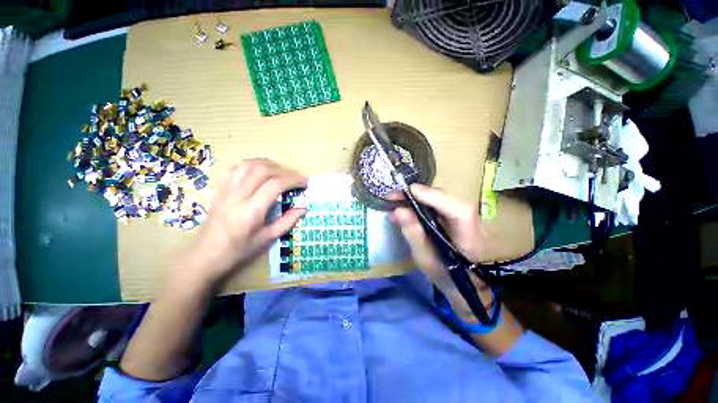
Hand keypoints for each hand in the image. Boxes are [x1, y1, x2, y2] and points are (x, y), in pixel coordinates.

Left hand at [182, 159, 306, 289]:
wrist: (205, 254)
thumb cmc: (239, 250)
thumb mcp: (268, 238)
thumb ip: (287, 221)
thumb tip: (303, 207)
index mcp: (251, 211)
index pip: (275, 185)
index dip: (293, 180)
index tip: (304, 183)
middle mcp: (237, 196)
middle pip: (263, 170)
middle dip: (284, 170)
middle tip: (294, 178)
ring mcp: (225, 190)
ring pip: (248, 164)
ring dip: (268, 164)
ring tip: (280, 171)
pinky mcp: (219, 189)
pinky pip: (236, 168)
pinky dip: (252, 165)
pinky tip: (260, 171)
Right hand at [392, 184, 493, 321]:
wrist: (467, 284)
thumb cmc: (446, 276)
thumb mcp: (426, 259)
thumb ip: (414, 234)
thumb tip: (398, 210)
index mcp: (469, 234)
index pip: (455, 208)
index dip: (431, 196)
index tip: (406, 191)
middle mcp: (471, 219)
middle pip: (444, 198)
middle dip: (417, 194)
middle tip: (393, 197)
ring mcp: (465, 215)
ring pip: (439, 199)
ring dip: (417, 198)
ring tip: (396, 202)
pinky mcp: (457, 216)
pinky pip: (437, 204)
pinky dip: (421, 204)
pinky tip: (407, 208)